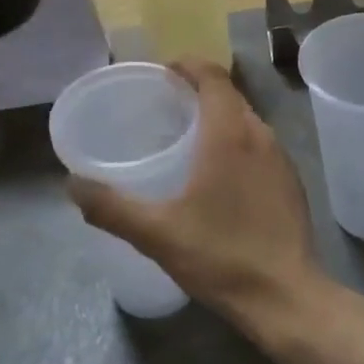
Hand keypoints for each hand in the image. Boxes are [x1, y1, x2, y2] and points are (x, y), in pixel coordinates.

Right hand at [66, 61, 332, 340]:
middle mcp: (259, 134)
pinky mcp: (291, 182)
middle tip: (166, 106)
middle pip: (228, 93)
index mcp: (229, 132)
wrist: (288, 299)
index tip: (163, 73)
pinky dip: (237, 142)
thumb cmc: (222, 255)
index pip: (212, 74)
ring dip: (219, 116)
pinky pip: (259, 144)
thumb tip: (72, 184)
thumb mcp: (157, 233)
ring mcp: (280, 158)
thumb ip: (112, 206)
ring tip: (188, 137)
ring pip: (245, 119)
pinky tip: (219, 175)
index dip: (188, 64)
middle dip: (198, 90)